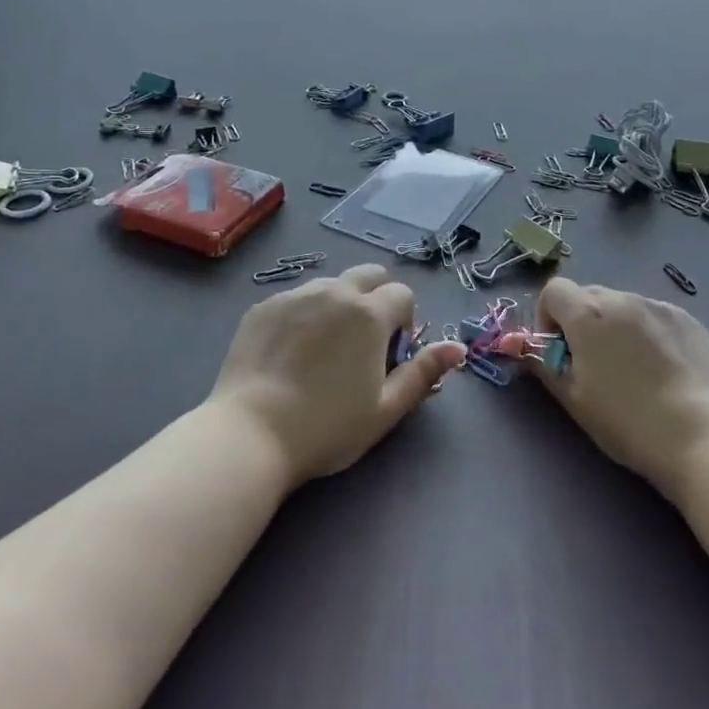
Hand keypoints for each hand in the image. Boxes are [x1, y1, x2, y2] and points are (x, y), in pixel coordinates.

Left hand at [211, 263, 464, 485]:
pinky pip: (295, 298)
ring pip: (330, 285)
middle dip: (376, 298)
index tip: (391, 354)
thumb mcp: (385, 409)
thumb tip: (458, 348)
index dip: (405, 322)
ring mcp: (294, 295)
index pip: (402, 294)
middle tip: (364, 343)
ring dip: (339, 305)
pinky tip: (290, 353)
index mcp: (369, 314)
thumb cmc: (327, 427)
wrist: (250, 434)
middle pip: (368, 274)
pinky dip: (304, 315)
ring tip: (324, 349)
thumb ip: (423, 373)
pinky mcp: (263, 306)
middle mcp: (333, 292)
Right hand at [525, 277, 708, 501]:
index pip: (553, 290)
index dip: (548, 317)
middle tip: (593, 364)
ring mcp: (659, 306)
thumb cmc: (627, 422)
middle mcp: (622, 298)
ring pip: (623, 306)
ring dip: (616, 326)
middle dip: (581, 322)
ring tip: (633, 370)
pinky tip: (664, 371)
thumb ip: (544, 364)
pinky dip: (648, 333)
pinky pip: (654, 316)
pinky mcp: (689, 320)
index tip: (560, 351)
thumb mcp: (573, 398)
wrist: (703, 436)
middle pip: (588, 295)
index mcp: (587, 314)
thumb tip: (527, 346)